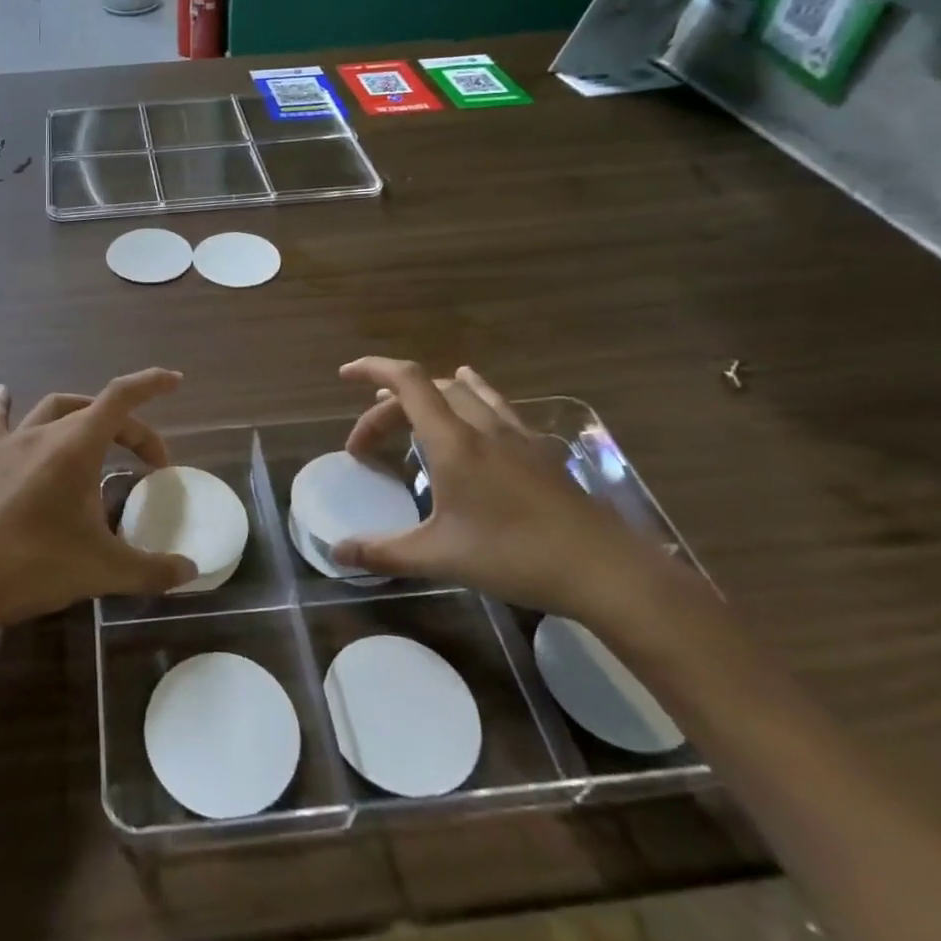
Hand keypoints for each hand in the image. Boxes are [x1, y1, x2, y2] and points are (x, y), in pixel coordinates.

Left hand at [0, 369, 197, 636]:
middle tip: (146, 463)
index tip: (175, 380)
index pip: (121, 398)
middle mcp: (42, 434)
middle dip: (127, 428)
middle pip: (94, 410)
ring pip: (52, 409)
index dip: (150, 384)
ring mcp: (8, 444)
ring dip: (82, 415)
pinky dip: (9, 407)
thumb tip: (191, 571)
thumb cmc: (34, 567)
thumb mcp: (103, 570)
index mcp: (75, 447)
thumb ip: (153, 570)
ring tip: (97, 434)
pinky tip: (3, 393)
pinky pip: (0, 423)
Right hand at [332, 358, 663, 626]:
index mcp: (453, 441)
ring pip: (465, 392)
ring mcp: (516, 435)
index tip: (345, 375)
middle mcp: (483, 426)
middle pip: (429, 390)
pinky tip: (476, 416)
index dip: (373, 370)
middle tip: (368, 444)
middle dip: (389, 406)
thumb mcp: (440, 557)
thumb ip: (384, 552)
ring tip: (409, 410)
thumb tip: (337, 553)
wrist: (603, 569)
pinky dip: (471, 399)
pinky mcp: (540, 451)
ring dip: (429, 396)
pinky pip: (497, 407)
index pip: (407, 383)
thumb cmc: (514, 555)